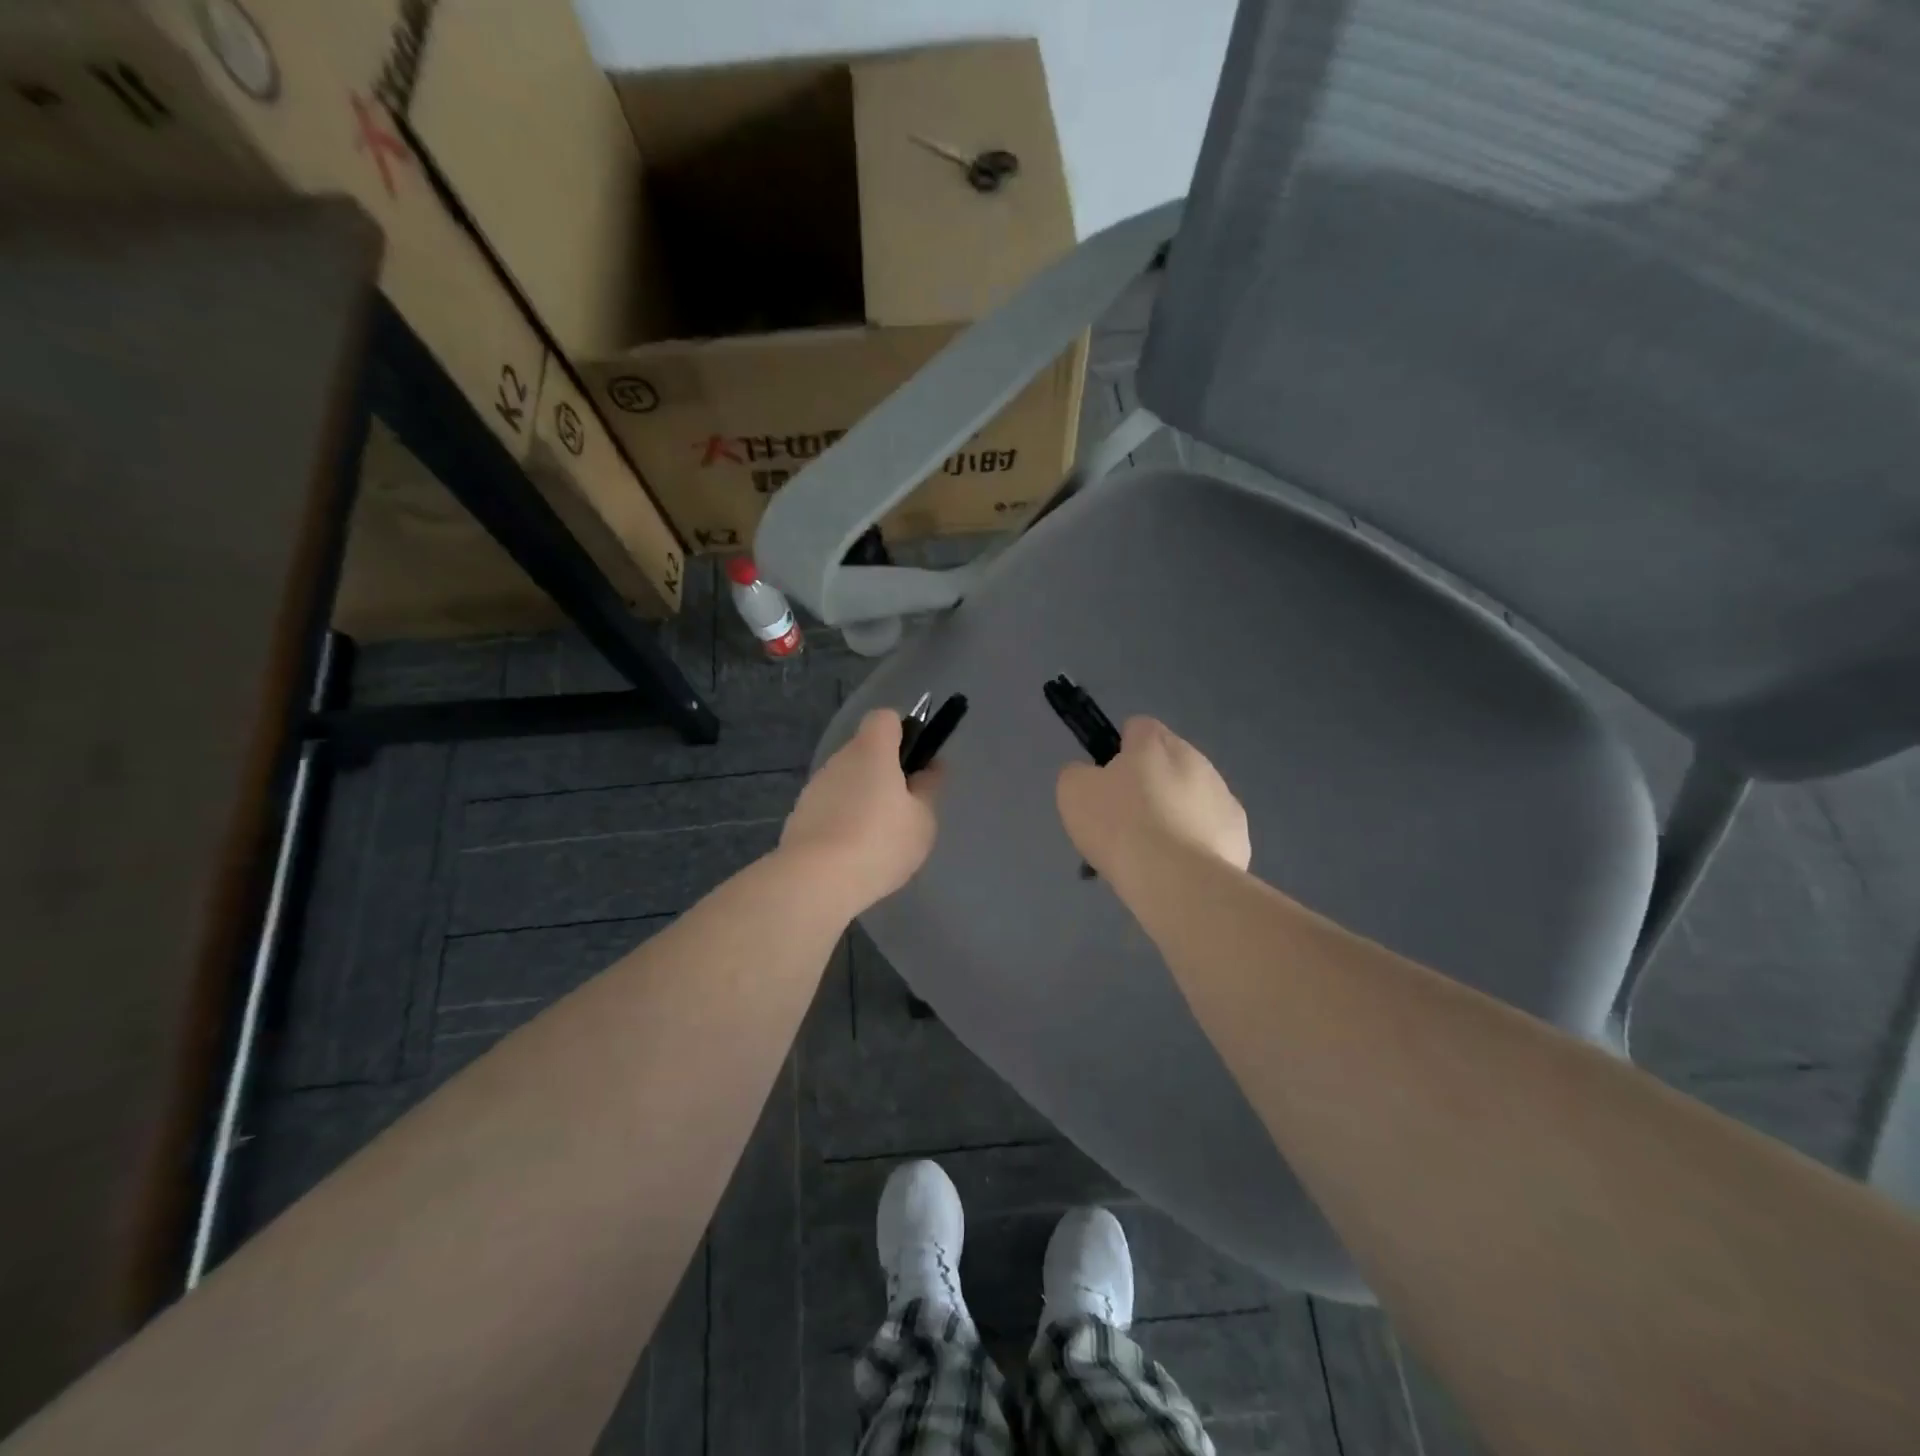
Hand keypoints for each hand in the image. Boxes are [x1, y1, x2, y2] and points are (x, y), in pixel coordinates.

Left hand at [780, 709, 940, 915]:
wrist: (816, 880)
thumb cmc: (880, 842)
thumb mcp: (922, 819)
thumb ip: (928, 788)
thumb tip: (930, 768)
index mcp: (872, 750)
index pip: (885, 718)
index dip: (903, 732)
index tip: (915, 763)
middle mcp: (839, 759)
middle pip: (865, 752)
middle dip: (884, 773)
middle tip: (904, 809)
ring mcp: (815, 787)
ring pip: (847, 781)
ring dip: (862, 799)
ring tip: (878, 839)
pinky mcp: (799, 816)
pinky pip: (830, 808)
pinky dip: (842, 821)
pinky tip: (852, 854)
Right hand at [1056, 716, 1249, 883]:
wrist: (1176, 880)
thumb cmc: (1120, 826)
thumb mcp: (1074, 792)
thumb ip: (1078, 773)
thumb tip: (1090, 774)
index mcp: (1155, 742)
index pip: (1137, 727)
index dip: (1119, 751)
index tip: (1107, 782)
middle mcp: (1195, 758)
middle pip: (1167, 763)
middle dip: (1149, 785)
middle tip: (1126, 822)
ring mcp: (1223, 795)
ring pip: (1192, 797)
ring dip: (1174, 814)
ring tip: (1151, 854)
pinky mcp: (1238, 833)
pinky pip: (1210, 830)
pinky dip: (1195, 843)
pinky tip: (1177, 868)